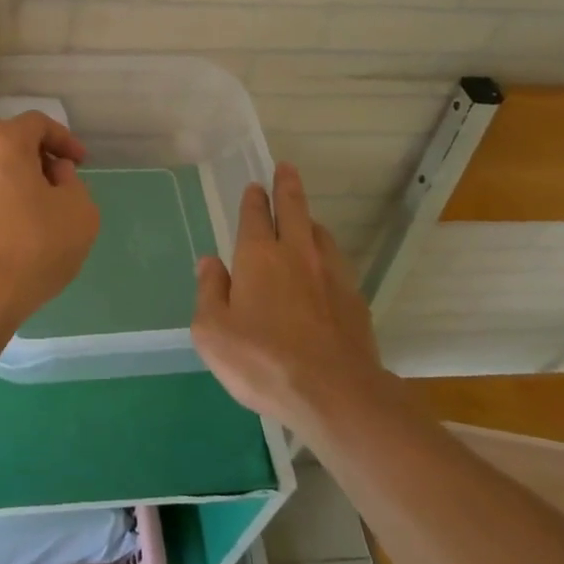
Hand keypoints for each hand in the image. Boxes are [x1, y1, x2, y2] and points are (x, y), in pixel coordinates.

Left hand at [0, 112, 100, 344]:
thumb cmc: (32, 247)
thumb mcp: (79, 212)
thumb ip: (73, 182)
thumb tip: (53, 173)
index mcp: (2, 143)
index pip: (36, 123)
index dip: (63, 138)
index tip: (80, 163)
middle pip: (6, 142)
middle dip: (35, 156)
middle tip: (57, 181)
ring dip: (12, 181)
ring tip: (35, 211)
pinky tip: (10, 233)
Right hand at [192, 163, 381, 427]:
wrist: (335, 394)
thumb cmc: (262, 361)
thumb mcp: (213, 332)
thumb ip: (209, 291)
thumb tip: (209, 262)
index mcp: (258, 256)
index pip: (255, 215)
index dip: (253, 199)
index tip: (255, 187)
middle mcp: (296, 253)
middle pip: (294, 208)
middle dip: (287, 186)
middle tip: (286, 169)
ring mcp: (331, 274)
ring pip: (319, 232)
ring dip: (309, 220)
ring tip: (305, 219)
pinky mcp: (354, 298)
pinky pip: (336, 262)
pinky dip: (326, 254)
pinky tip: (324, 268)